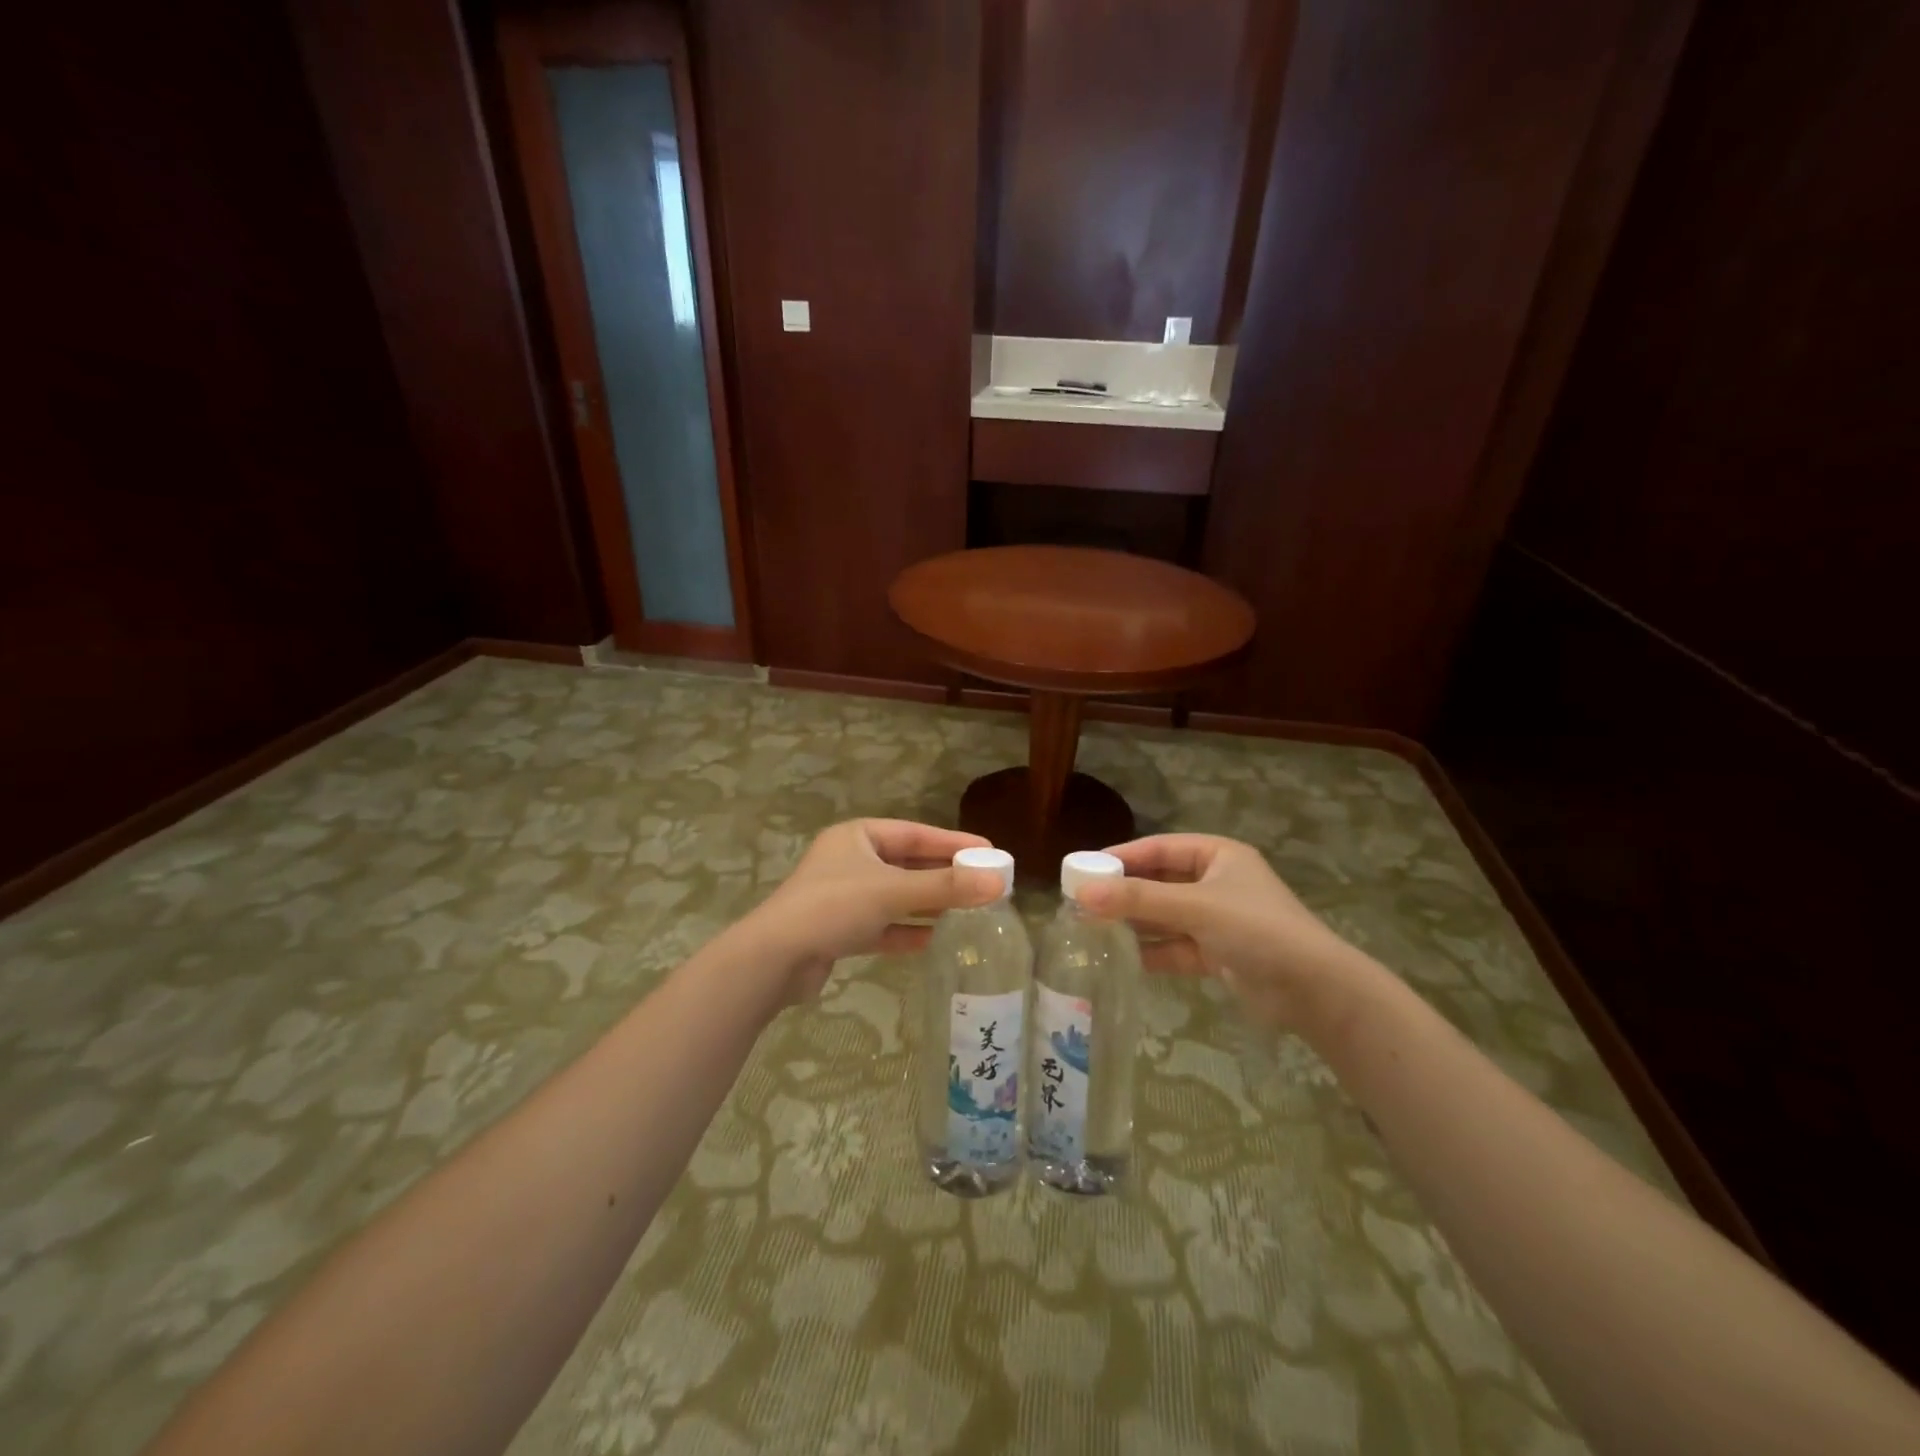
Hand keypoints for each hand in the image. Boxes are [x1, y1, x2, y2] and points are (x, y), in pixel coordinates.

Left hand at [737, 819, 1003, 1003]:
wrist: (774, 959)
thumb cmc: (834, 907)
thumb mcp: (892, 891)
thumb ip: (945, 887)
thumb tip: (998, 882)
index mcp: (858, 836)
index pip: (916, 834)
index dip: (953, 843)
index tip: (989, 851)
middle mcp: (850, 861)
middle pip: (907, 864)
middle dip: (943, 875)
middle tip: (983, 883)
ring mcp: (843, 897)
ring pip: (895, 896)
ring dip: (927, 904)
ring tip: (967, 911)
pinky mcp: (839, 930)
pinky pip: (882, 925)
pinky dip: (906, 930)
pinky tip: (933, 940)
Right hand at [1076, 834, 1366, 1030]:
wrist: (1314, 990)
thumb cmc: (1256, 929)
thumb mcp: (1195, 907)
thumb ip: (1138, 900)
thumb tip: (1081, 894)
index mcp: (1217, 856)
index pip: (1160, 848)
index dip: (1123, 856)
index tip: (1085, 867)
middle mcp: (1216, 883)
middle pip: (1159, 882)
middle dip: (1124, 892)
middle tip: (1082, 900)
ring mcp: (1217, 920)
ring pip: (1165, 916)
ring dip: (1134, 922)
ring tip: (1092, 928)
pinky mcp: (1217, 954)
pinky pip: (1174, 946)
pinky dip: (1151, 950)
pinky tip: (1120, 956)